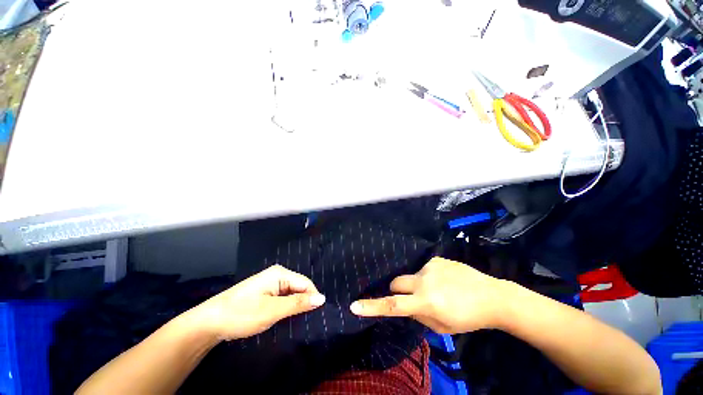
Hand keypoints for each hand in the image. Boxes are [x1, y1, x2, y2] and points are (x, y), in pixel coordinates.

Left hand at [188, 265, 325, 340]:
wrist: (209, 323)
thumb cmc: (242, 314)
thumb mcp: (273, 310)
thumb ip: (298, 303)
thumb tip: (322, 298)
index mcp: (280, 273)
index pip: (305, 283)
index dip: (313, 298)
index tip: (317, 315)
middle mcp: (277, 275)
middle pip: (299, 287)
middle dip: (303, 302)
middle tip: (307, 321)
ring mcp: (269, 284)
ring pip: (291, 293)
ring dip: (295, 306)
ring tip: (297, 321)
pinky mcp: (264, 293)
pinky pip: (282, 297)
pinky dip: (286, 307)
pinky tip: (285, 317)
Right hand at [350, 257, 512, 333]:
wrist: (492, 296)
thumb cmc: (468, 318)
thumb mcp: (442, 327)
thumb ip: (419, 316)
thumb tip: (406, 306)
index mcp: (426, 302)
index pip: (393, 305)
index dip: (372, 306)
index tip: (354, 305)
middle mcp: (424, 281)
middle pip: (396, 282)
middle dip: (397, 290)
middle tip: (412, 297)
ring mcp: (430, 267)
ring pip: (412, 276)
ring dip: (418, 284)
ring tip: (439, 290)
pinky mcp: (437, 259)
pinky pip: (425, 269)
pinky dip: (430, 276)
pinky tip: (446, 281)